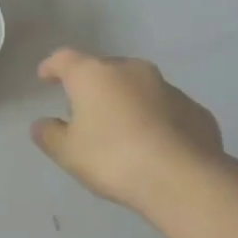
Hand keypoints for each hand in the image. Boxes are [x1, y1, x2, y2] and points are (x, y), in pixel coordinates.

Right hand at [30, 48, 224, 213]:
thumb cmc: (113, 158)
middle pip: (105, 71)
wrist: (182, 178)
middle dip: (93, 86)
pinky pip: (165, 109)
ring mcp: (168, 87)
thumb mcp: (68, 153)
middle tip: (84, 111)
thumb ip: (50, 135)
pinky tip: (153, 144)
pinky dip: (154, 120)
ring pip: (138, 88)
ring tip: (121, 131)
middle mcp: (132, 71)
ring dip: (126, 102)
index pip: (65, 59)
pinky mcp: (195, 110)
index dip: (52, 67)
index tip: (45, 77)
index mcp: (94, 76)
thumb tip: (42, 124)